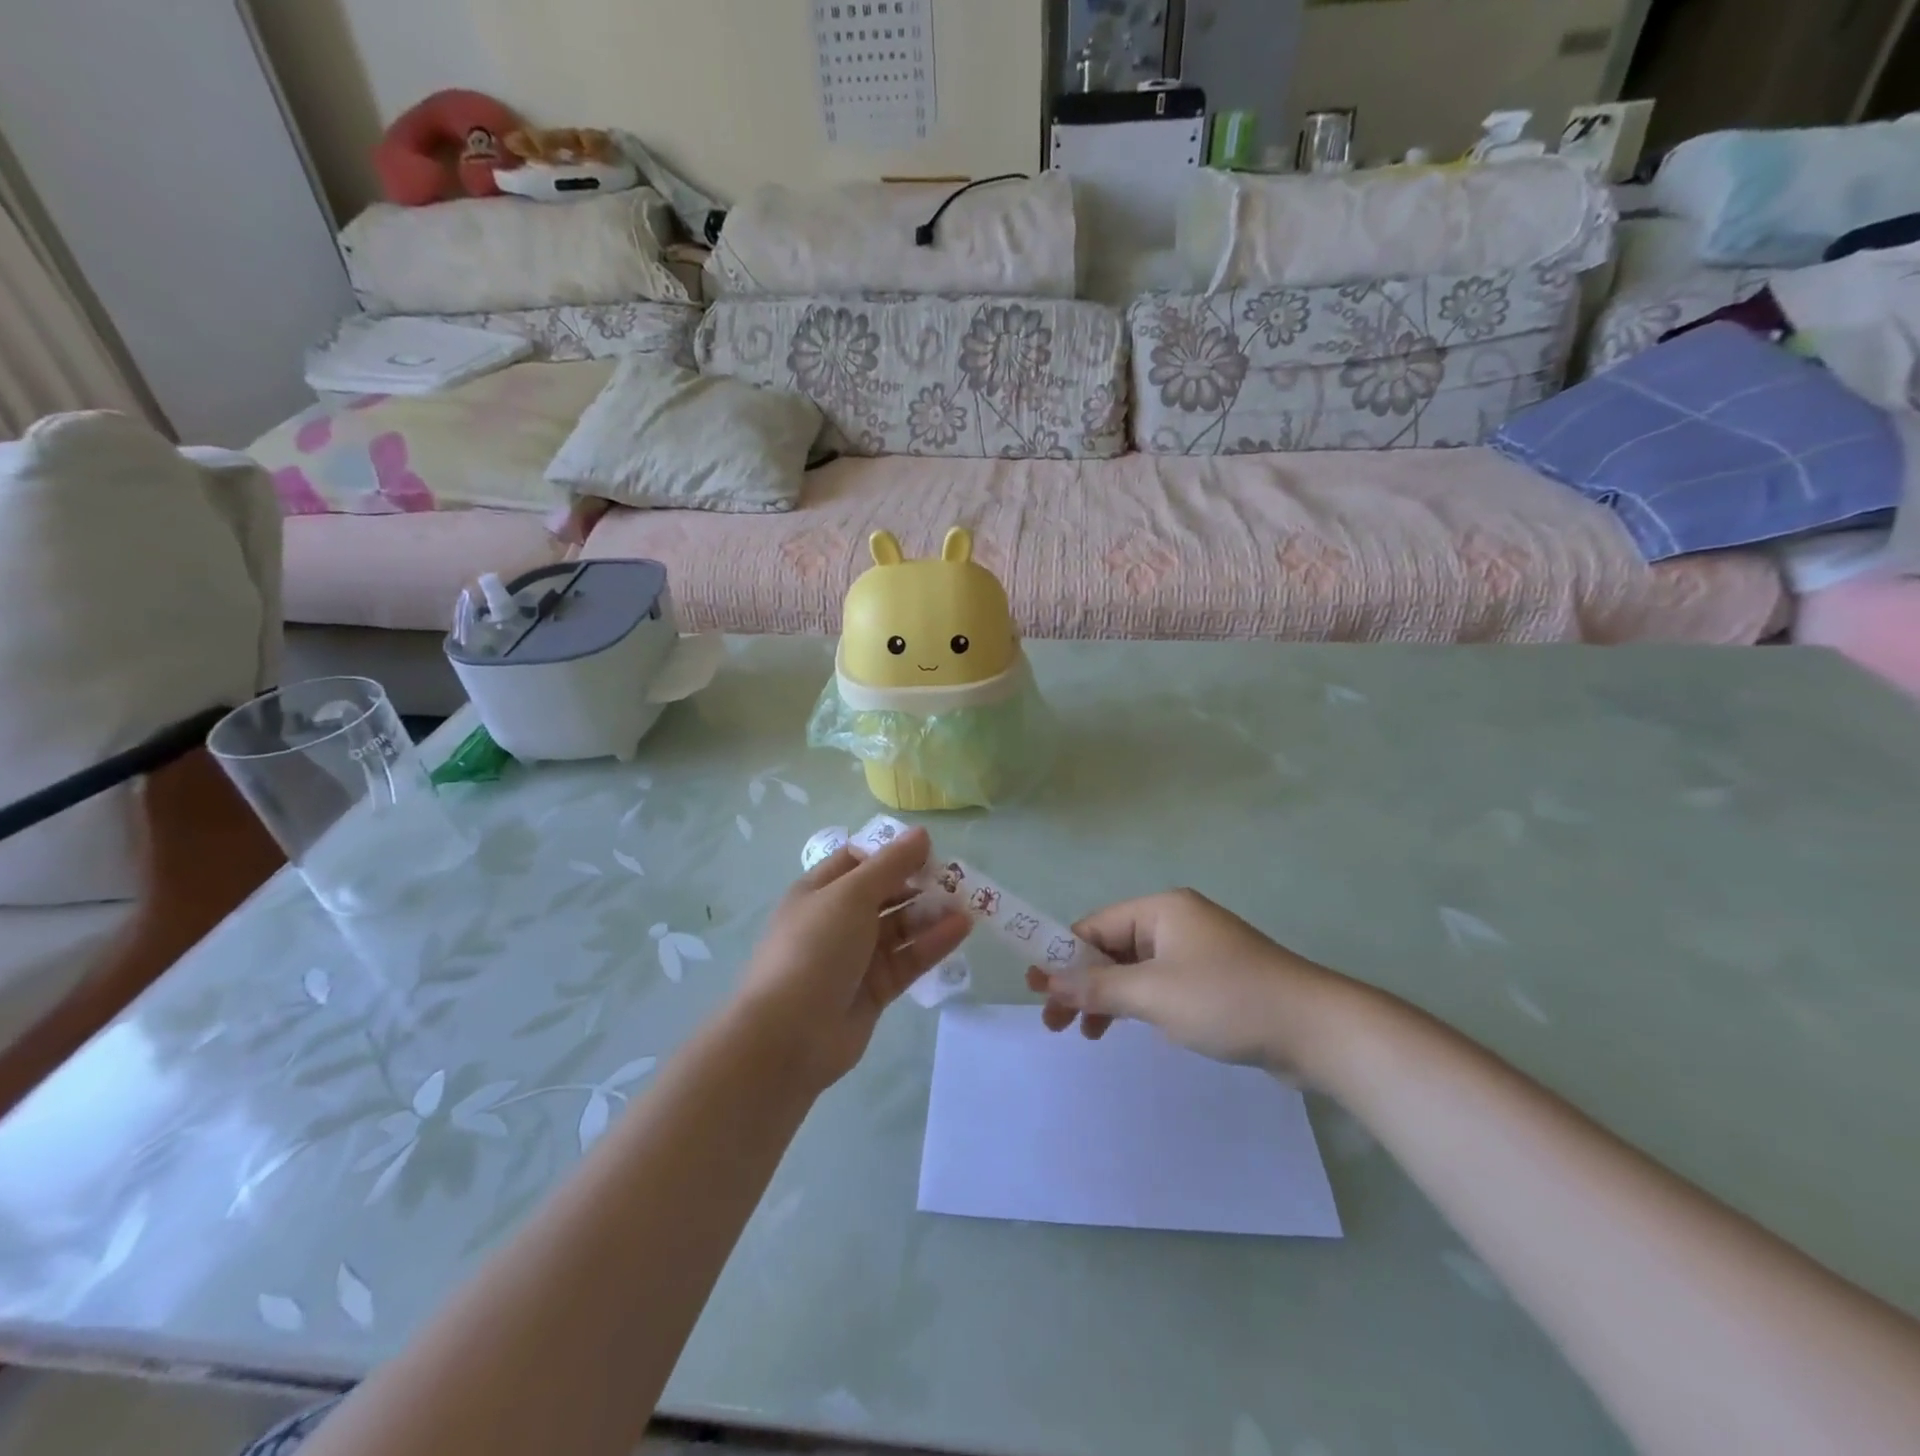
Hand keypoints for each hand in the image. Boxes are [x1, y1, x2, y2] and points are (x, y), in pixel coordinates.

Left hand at [736, 827, 970, 1090]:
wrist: (788, 1036)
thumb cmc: (814, 949)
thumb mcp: (851, 895)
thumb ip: (891, 864)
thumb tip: (921, 834)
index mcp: (819, 891)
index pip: (859, 861)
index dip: (891, 853)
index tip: (928, 851)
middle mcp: (836, 921)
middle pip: (884, 894)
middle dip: (918, 884)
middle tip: (958, 879)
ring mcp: (856, 957)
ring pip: (900, 928)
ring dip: (931, 914)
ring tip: (968, 904)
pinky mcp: (875, 989)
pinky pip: (908, 959)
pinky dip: (933, 944)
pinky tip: (961, 929)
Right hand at [1024, 889, 1355, 1084]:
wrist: (1317, 1030)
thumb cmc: (1227, 1000)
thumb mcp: (1154, 994)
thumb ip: (1097, 987)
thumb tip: (1047, 980)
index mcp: (1161, 909)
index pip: (1095, 927)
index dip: (1062, 956)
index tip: (1037, 991)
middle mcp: (1177, 922)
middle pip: (1113, 948)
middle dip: (1083, 983)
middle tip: (1056, 1024)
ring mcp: (1198, 951)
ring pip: (1136, 970)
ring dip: (1110, 999)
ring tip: (1090, 1035)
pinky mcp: (1215, 980)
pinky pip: (1162, 985)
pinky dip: (1141, 1005)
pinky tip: (1136, 1029)